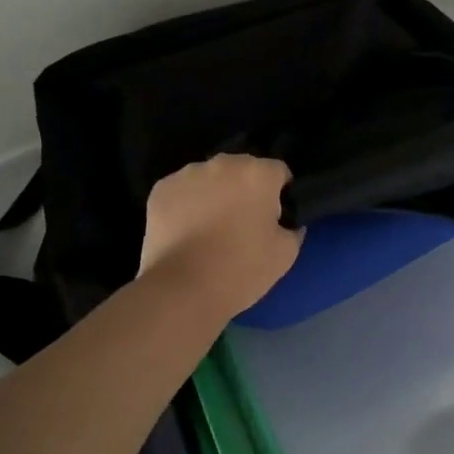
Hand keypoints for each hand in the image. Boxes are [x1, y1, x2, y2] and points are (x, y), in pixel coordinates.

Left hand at [139, 154, 301, 318]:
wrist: (183, 289)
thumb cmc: (242, 269)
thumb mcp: (286, 253)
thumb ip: (293, 228)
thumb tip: (287, 222)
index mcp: (258, 173)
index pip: (278, 172)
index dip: (280, 194)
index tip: (274, 218)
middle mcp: (223, 164)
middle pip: (242, 170)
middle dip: (245, 189)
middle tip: (242, 223)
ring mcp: (187, 174)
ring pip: (209, 178)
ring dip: (214, 194)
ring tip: (210, 229)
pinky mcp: (160, 190)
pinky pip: (182, 191)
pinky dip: (186, 204)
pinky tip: (186, 231)